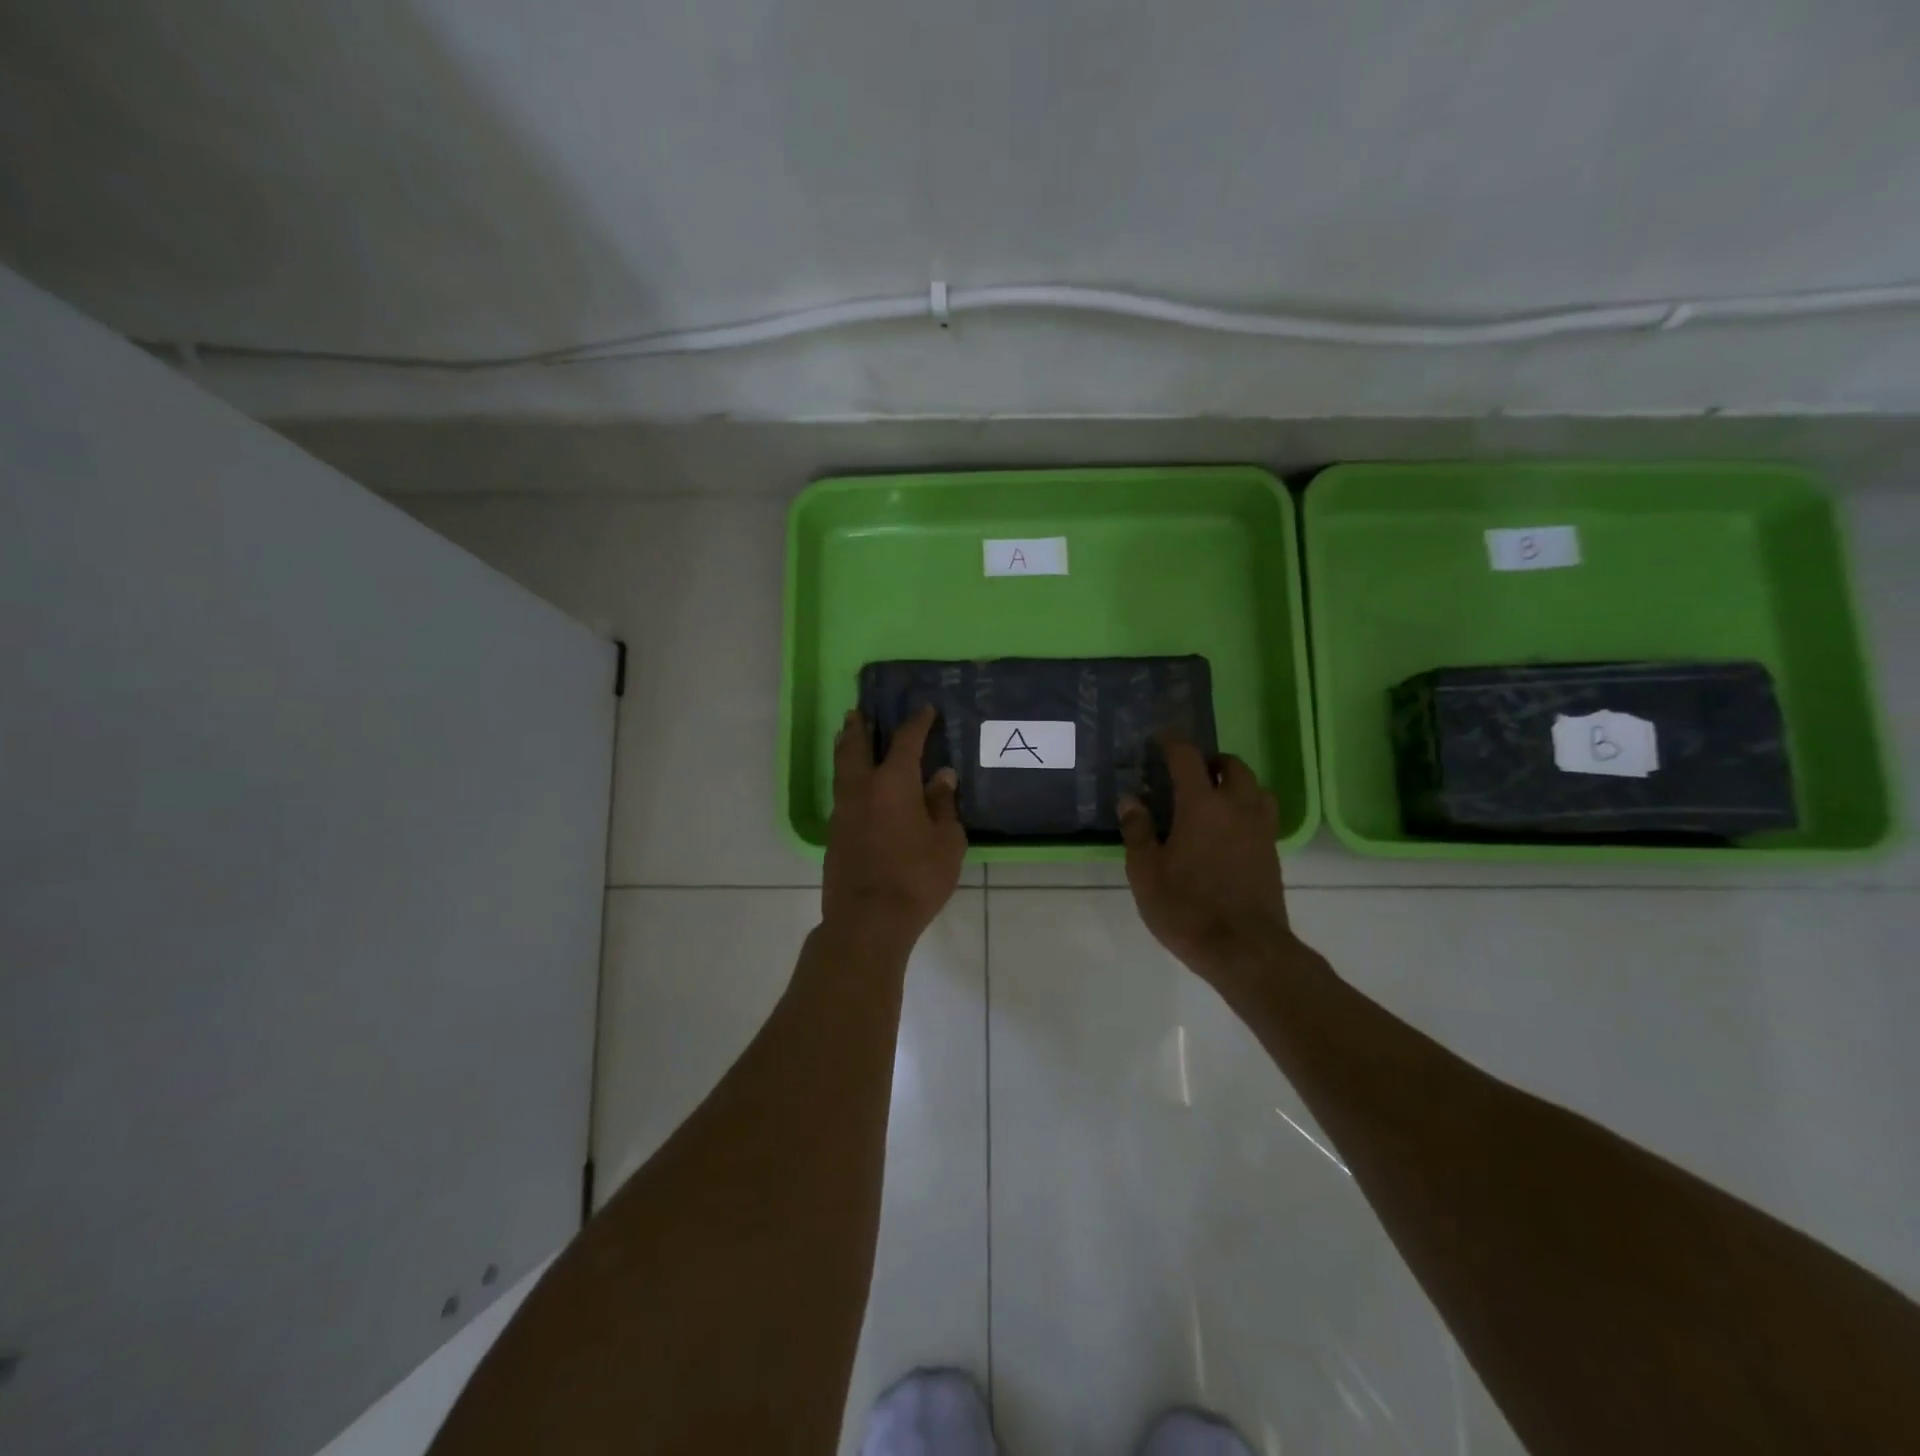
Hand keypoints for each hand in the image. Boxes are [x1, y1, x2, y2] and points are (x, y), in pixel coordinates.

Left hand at [823, 705, 966, 952]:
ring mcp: (843, 811)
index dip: (916, 723)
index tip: (924, 710)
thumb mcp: (946, 842)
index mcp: (893, 783)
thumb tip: (942, 776)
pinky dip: (847, 779)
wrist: (868, 919)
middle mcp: (862, 789)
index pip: (906, 741)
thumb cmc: (916, 878)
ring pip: (842, 769)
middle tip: (859, 711)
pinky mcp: (834, 834)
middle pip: (856, 747)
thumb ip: (943, 805)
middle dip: (860, 726)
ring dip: (847, 749)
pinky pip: (841, 793)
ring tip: (849, 737)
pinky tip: (856, 787)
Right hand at [1118, 740, 1298, 979]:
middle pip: (1232, 766)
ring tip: (1213, 797)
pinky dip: (1245, 808)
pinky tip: (1227, 830)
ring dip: (1235, 782)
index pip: (1188, 758)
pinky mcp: (1272, 852)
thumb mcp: (1146, 872)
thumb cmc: (1187, 908)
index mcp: (1202, 805)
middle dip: (1210, 761)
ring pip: (1255, 788)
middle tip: (1188, 772)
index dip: (1172, 744)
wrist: (1245, 949)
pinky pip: (1262, 814)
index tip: (1159, 740)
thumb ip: (1138, 830)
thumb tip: (1130, 799)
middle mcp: (1237, 807)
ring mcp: (1260, 830)